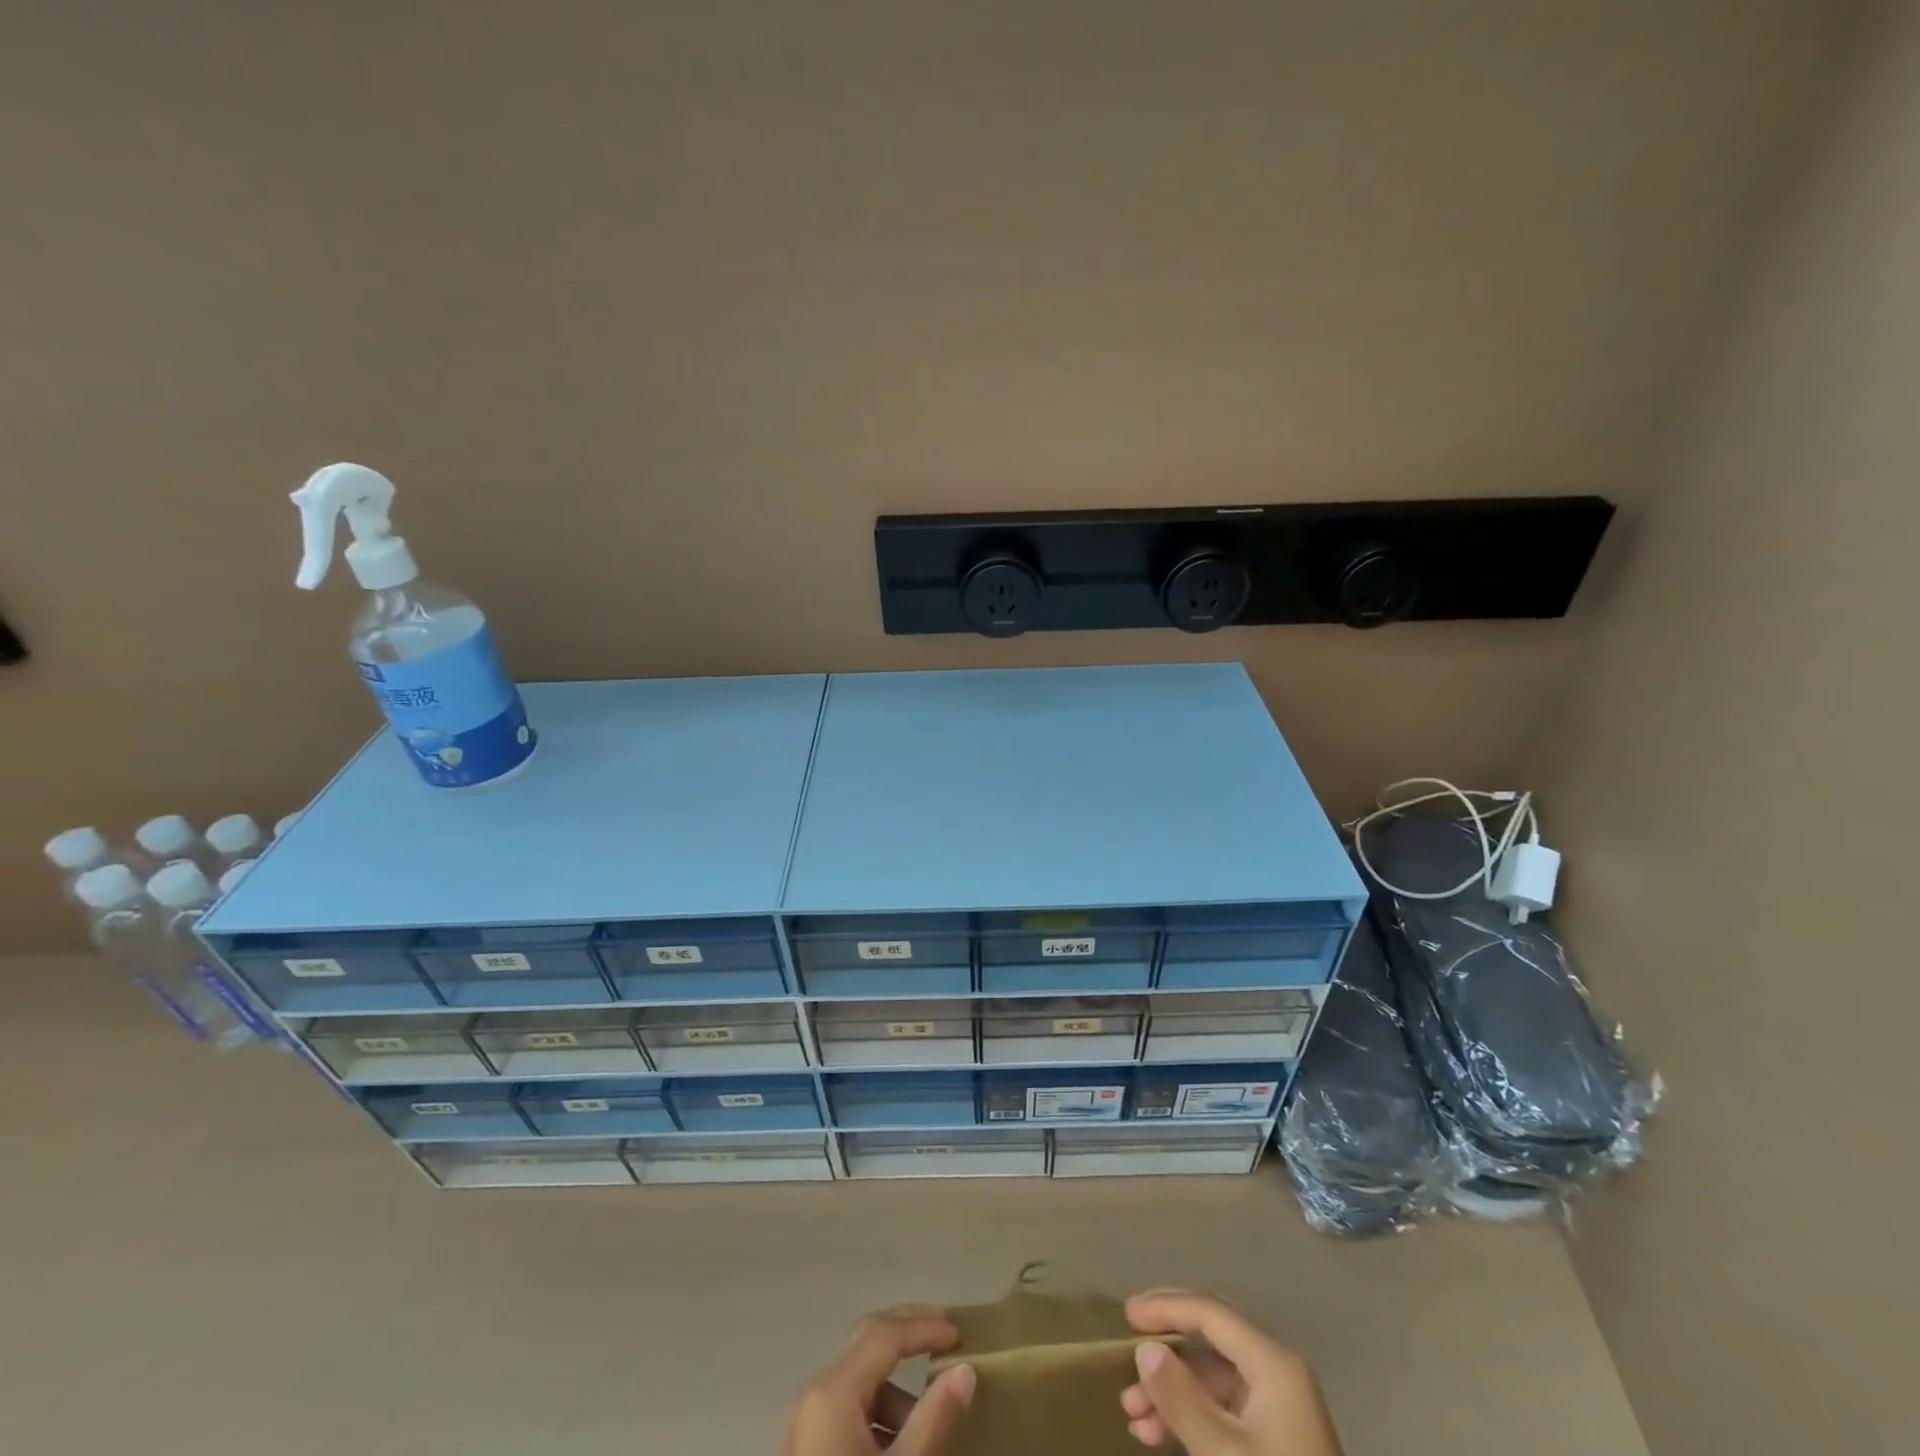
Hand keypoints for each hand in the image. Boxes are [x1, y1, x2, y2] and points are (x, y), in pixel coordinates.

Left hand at [782, 1305, 977, 1455]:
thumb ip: (934, 1419)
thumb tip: (964, 1371)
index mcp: (833, 1391)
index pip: (884, 1334)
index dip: (924, 1327)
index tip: (959, 1333)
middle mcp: (814, 1393)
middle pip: (866, 1341)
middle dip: (908, 1334)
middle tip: (947, 1335)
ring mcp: (806, 1421)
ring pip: (858, 1379)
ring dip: (896, 1386)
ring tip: (931, 1419)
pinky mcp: (805, 1448)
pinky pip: (847, 1409)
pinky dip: (878, 1413)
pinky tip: (901, 1447)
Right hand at [1119, 1291, 1342, 1455]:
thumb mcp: (1222, 1454)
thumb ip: (1180, 1398)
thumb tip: (1146, 1350)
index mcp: (1273, 1362)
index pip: (1210, 1311)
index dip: (1165, 1307)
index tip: (1126, 1317)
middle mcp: (1277, 1372)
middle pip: (1210, 1340)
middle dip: (1166, 1352)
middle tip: (1127, 1356)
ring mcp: (1278, 1406)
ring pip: (1212, 1379)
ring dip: (1171, 1393)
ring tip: (1132, 1414)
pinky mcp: (1274, 1438)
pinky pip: (1222, 1409)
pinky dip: (1189, 1417)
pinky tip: (1155, 1435)